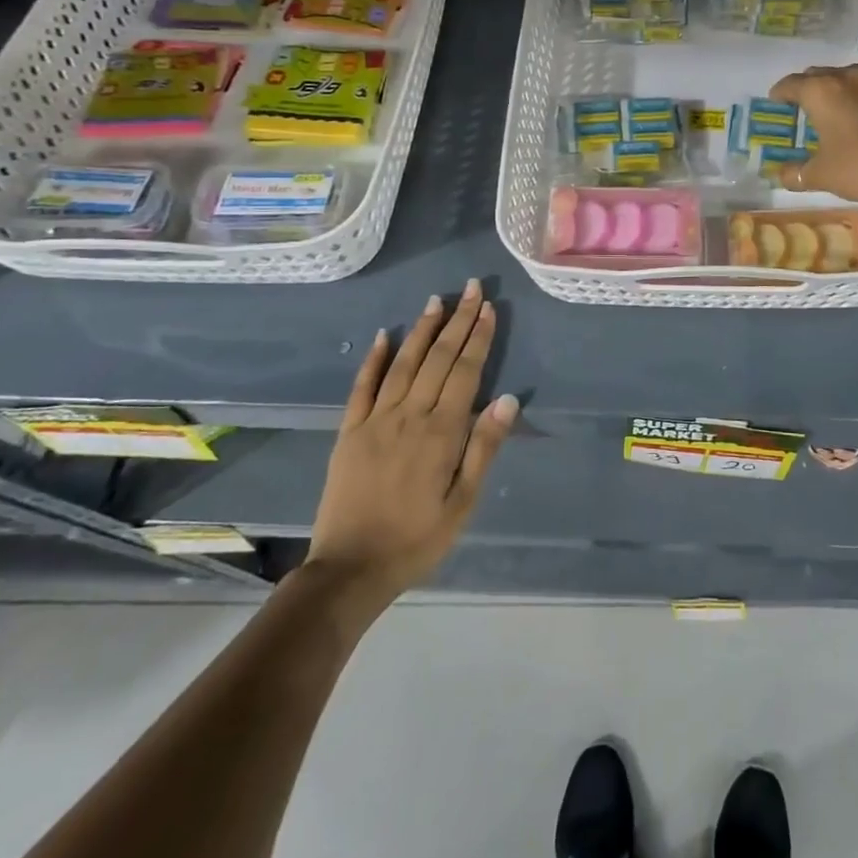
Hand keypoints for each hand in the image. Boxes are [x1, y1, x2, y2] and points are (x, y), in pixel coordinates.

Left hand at [305, 280, 516, 607]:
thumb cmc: (417, 539)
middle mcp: (409, 416)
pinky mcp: (349, 432)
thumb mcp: (463, 503)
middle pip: (438, 358)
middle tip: (469, 288)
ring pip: (403, 364)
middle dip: (456, 321)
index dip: (478, 337)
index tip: (487, 307)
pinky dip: (373, 359)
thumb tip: (508, 398)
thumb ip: (483, 448)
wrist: (350, 569)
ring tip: (435, 301)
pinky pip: (362, 387)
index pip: (465, 372)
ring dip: (421, 330)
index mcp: (441, 433)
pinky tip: (382, 335)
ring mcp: (375, 420)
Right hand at [768, 64, 857, 207]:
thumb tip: (781, 175)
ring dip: (833, 92)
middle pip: (818, 76)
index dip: (779, 94)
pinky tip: (856, 121)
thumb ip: (795, 173)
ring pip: (845, 80)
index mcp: (822, 91)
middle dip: (806, 89)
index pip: (790, 84)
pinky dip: (856, 100)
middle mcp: (847, 78)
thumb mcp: (820, 175)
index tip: (774, 103)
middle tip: (800, 109)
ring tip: (829, 113)